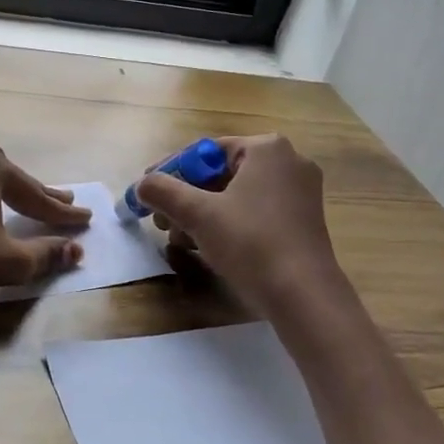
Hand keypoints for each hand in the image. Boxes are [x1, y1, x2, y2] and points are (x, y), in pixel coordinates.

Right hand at [135, 135, 341, 318]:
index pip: (204, 152)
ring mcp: (300, 192)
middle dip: (186, 198)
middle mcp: (289, 161)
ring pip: (236, 195)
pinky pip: (255, 211)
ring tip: (180, 240)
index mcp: (267, 148)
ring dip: (203, 214)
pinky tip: (208, 247)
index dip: (170, 172)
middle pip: (220, 173)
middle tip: (161, 221)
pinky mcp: (302, 220)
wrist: (303, 295)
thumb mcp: (198, 215)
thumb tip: (140, 185)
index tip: (146, 194)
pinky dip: (228, 223)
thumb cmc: (251, 243)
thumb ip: (163, 192)